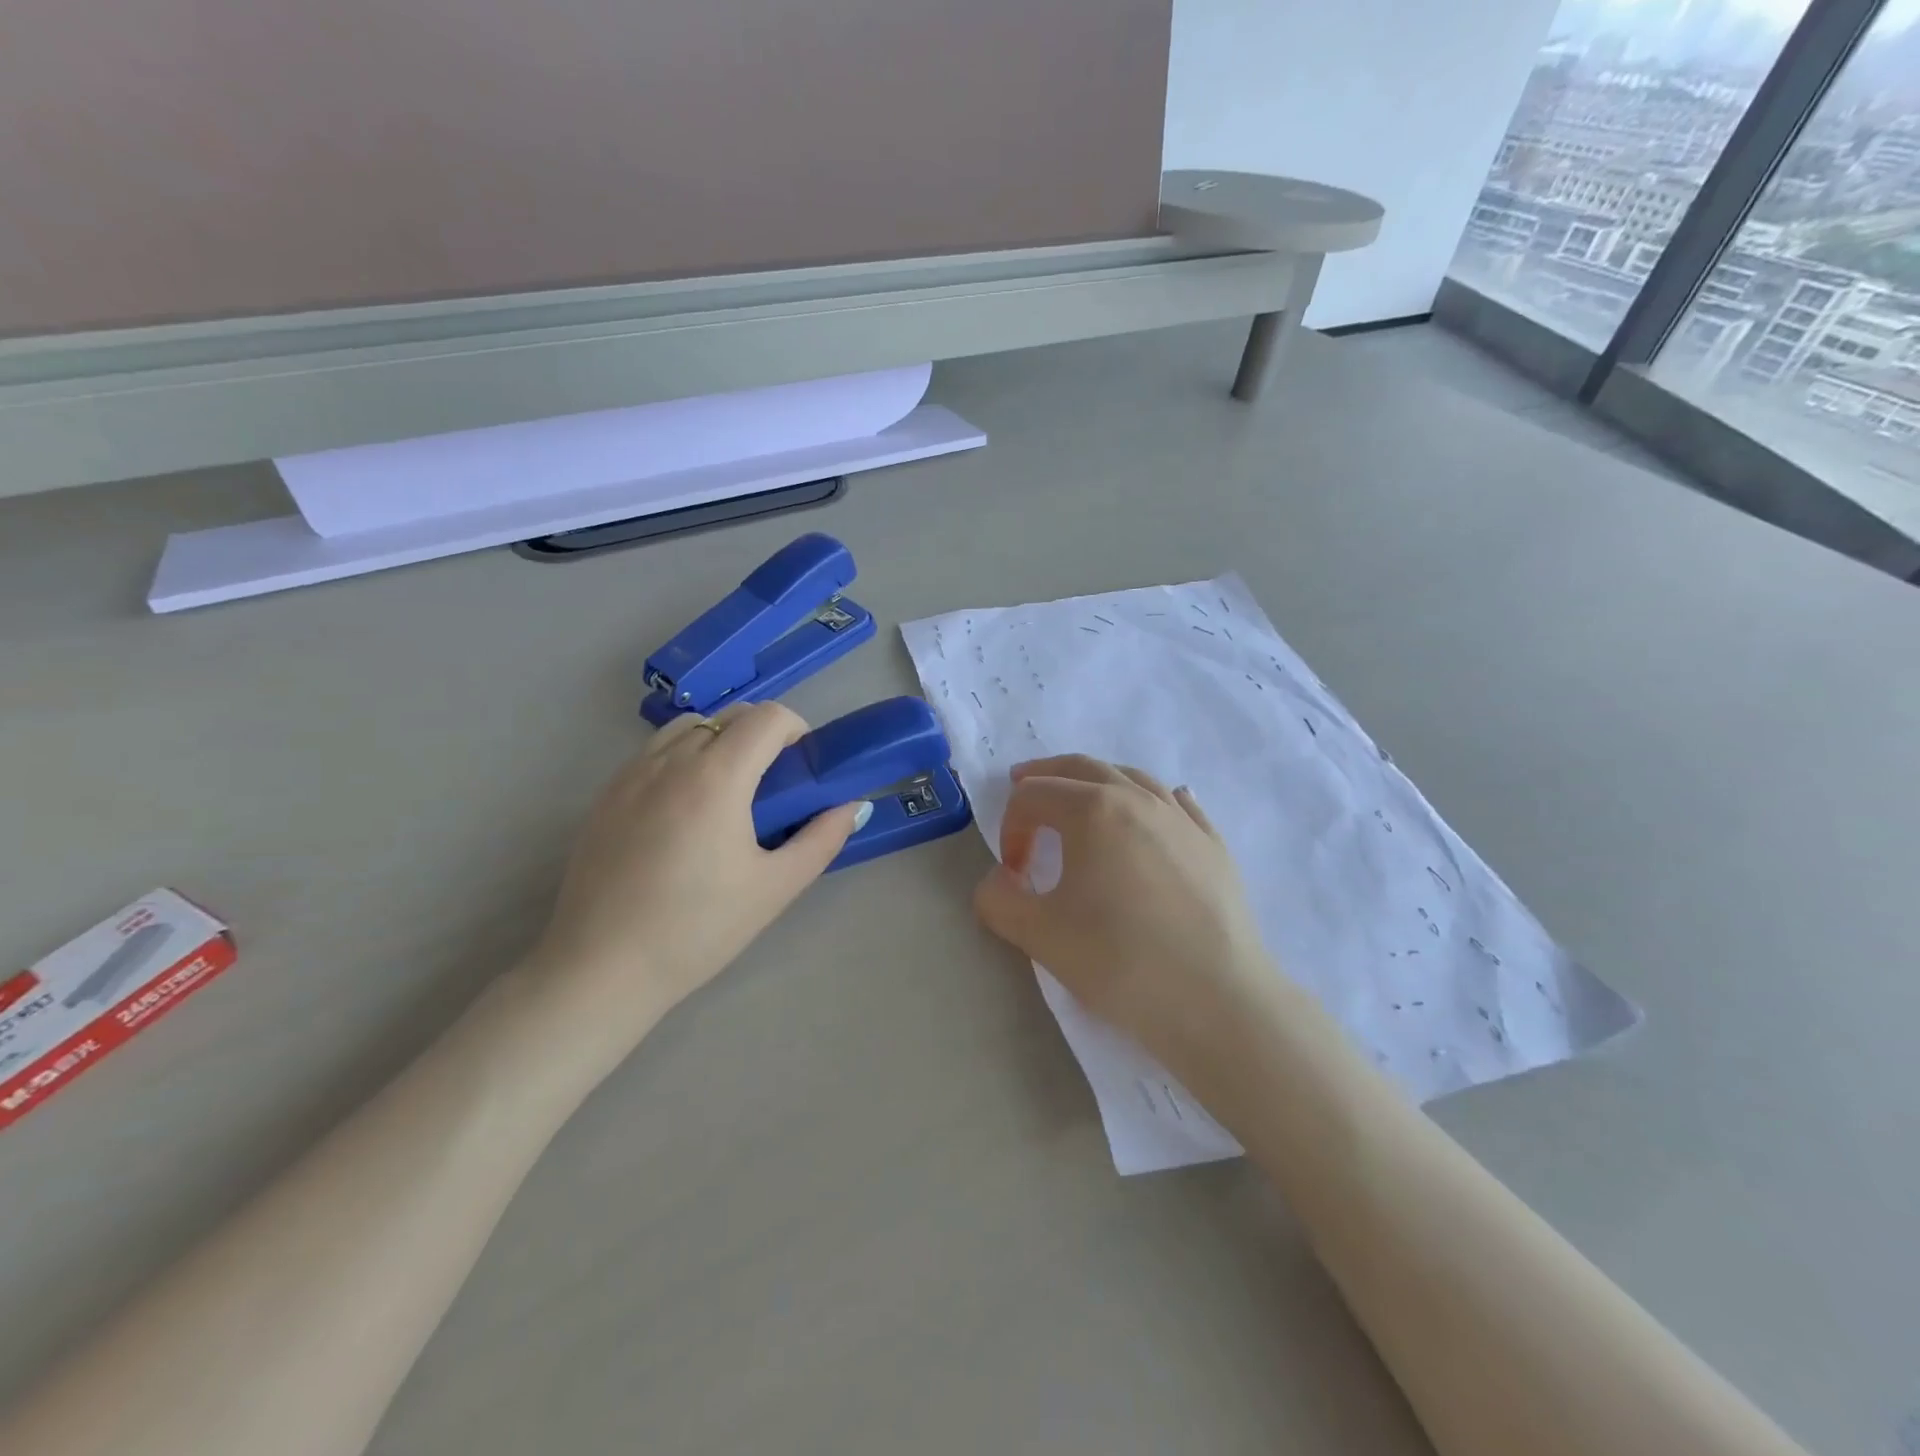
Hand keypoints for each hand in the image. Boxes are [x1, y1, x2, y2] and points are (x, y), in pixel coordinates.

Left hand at [526, 702, 862, 1057]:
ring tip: (728, 794)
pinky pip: (654, 754)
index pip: (767, 717)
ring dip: (719, 742)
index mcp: (716, 778)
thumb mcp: (774, 888)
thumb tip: (853, 807)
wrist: (600, 969)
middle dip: (762, 735)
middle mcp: (670, 761)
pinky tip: (684, 814)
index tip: (803, 767)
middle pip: (729, 716)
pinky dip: (682, 760)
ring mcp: (630, 775)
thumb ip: (822, 840)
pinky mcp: (604, 795)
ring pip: (687, 728)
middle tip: (774, 786)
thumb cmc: (697, 929)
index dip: (797, 730)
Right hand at [972, 755, 1280, 1091]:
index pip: (1034, 797)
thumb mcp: (1040, 935)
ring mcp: (1182, 819)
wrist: (1216, 1001)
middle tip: (1022, 785)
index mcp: (1093, 810)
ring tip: (1081, 796)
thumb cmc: (1121, 961)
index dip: (1011, 828)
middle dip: (1045, 776)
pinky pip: (1178, 803)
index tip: (1013, 874)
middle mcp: (1138, 799)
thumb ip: (998, 900)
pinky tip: (1156, 809)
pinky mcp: (1213, 844)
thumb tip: (996, 883)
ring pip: (1132, 777)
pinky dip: (1153, 798)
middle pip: (1081, 768)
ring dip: (1096, 780)